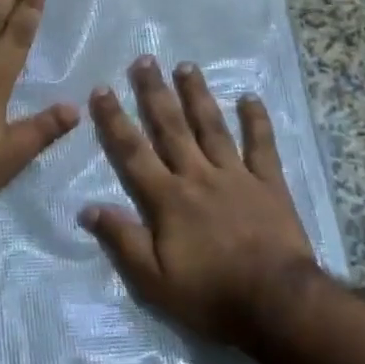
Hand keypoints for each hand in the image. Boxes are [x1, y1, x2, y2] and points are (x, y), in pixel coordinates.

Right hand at [82, 57, 316, 344]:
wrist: (277, 303)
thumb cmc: (210, 295)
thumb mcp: (154, 281)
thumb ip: (122, 240)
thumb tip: (87, 208)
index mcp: (168, 199)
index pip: (133, 152)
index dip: (115, 120)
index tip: (102, 89)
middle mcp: (198, 176)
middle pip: (171, 127)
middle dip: (155, 93)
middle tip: (145, 60)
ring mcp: (236, 176)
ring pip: (212, 127)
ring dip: (198, 95)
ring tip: (187, 65)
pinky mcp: (269, 184)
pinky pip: (262, 145)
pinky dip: (256, 120)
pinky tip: (250, 97)